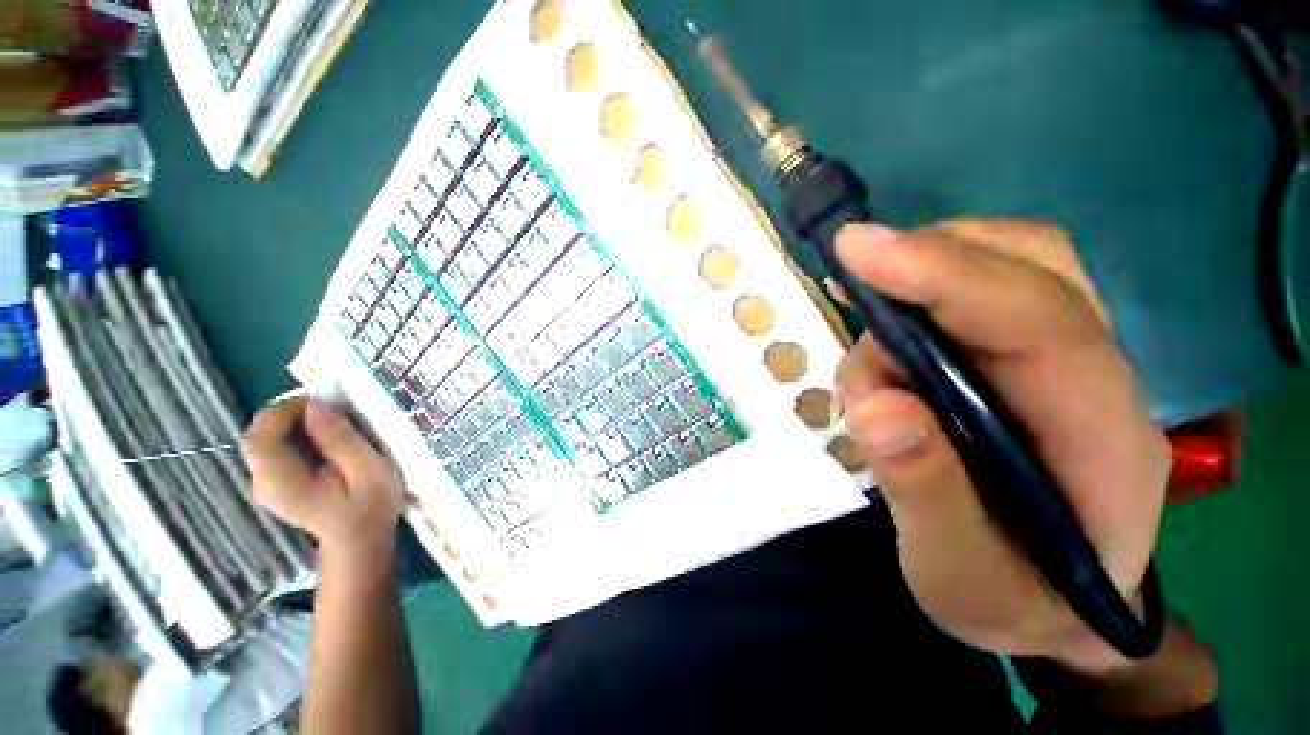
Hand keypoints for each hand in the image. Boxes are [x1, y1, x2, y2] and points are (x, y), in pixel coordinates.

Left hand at [243, 397, 404, 573]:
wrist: (361, 542)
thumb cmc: (370, 508)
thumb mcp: (368, 470)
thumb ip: (340, 440)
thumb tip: (316, 407)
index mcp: (280, 481)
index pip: (260, 436)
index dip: (285, 410)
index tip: (323, 404)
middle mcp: (262, 480)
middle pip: (262, 435)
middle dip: (296, 415)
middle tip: (337, 414)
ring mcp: (265, 483)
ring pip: (270, 440)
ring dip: (301, 426)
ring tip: (339, 428)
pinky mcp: (275, 482)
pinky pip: (279, 449)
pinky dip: (301, 437)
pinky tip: (330, 444)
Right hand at [833, 221, 1171, 672]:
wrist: (1058, 610)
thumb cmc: (1016, 604)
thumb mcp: (962, 579)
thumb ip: (926, 495)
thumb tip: (878, 404)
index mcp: (1100, 441)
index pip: (1039, 325)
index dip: (946, 276)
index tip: (857, 250)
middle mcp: (1096, 381)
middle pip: (1034, 266)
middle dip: (933, 256)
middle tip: (855, 276)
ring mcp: (1067, 364)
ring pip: (1010, 266)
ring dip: (922, 276)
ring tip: (868, 336)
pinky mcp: (1029, 363)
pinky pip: (983, 294)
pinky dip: (924, 291)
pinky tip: (886, 331)